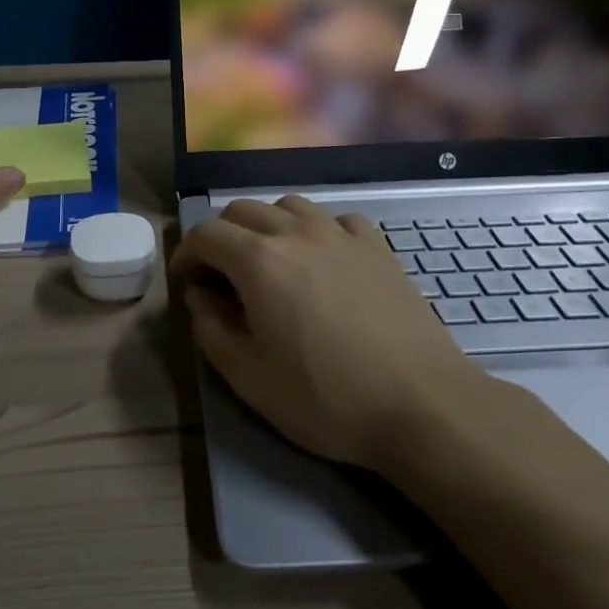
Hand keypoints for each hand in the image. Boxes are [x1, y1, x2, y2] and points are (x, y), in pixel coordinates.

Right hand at [171, 195, 488, 469]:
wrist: (421, 403)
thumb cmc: (326, 397)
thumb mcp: (249, 378)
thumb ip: (211, 330)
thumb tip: (201, 297)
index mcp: (258, 260)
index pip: (206, 234)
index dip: (187, 253)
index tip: (186, 281)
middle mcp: (296, 232)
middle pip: (243, 210)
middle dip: (222, 236)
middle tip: (222, 276)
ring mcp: (341, 234)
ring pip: (289, 206)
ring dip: (267, 225)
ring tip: (271, 262)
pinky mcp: (377, 247)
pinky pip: (335, 220)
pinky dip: (316, 231)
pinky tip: (323, 261)